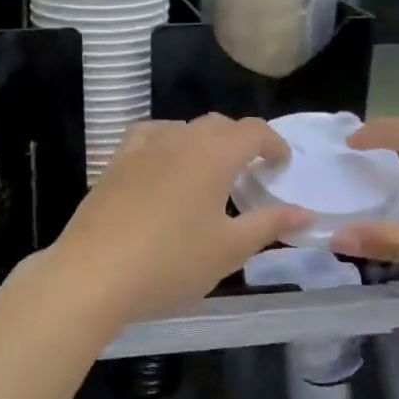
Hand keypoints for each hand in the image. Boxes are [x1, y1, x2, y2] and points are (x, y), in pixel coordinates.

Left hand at [45, 115, 309, 329]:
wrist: (94, 273)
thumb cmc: (171, 261)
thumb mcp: (229, 249)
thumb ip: (269, 225)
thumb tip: (304, 213)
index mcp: (213, 153)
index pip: (253, 131)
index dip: (273, 143)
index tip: (281, 164)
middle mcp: (178, 139)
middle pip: (217, 125)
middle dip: (239, 141)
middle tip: (250, 171)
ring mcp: (141, 148)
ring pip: (181, 129)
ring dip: (202, 141)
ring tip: (208, 171)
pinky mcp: (113, 163)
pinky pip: (148, 138)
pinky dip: (166, 145)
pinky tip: (162, 168)